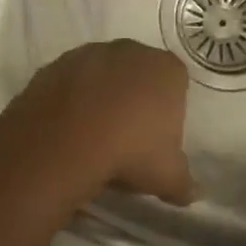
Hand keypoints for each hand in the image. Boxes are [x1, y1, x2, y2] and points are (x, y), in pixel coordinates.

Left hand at [1, 41, 195, 205]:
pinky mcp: (53, 66)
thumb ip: (184, 184)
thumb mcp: (168, 178)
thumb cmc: (130, 153)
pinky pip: (69, 83)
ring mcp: (88, 54)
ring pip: (101, 75)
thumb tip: (191, 194)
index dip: (168, 110)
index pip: (176, 83)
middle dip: (134, 98)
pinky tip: (67, 129)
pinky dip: (70, 100)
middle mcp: (129, 51)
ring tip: (93, 135)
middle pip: (137, 73)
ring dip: (100, 97)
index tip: (157, 137)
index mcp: (166, 69)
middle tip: (127, 136)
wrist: (63, 144)